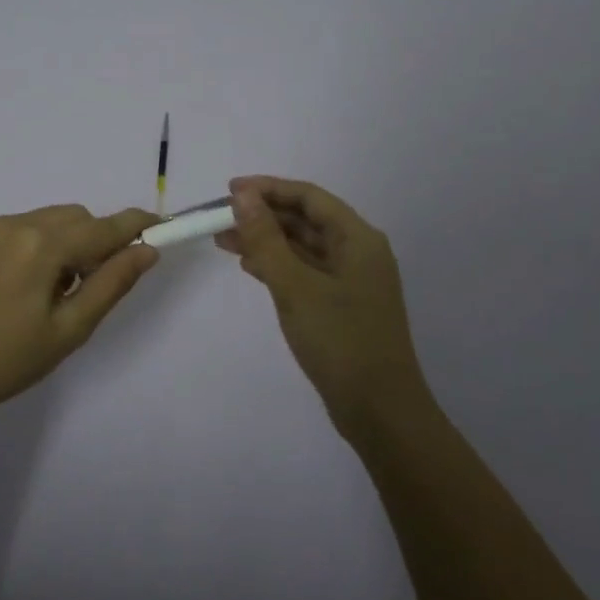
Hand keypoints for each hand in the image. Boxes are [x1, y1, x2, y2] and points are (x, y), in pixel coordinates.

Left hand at [0, 205, 159, 424]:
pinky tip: (26, 286)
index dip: (136, 225)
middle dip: (97, 240)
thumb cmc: (10, 360)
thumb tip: (147, 250)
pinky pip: (20, 229)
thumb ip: (112, 283)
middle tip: (96, 283)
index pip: (103, 227)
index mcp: (42, 245)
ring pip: (48, 220)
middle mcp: (16, 224)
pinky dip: (39, 244)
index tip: (162, 227)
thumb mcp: (70, 329)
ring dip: (67, 241)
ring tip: (57, 290)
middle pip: (77, 218)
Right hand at [217, 176, 432, 439]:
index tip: (229, 190)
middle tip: (220, 217)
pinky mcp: (341, 305)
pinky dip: (277, 265)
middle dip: (263, 215)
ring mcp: (350, 280)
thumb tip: (244, 198)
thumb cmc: (340, 341)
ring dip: (266, 240)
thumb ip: (267, 240)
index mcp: (358, 239)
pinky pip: (305, 271)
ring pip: (303, 247)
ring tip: (223, 240)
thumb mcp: (296, 287)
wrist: (379, 411)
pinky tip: (249, 266)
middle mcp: (358, 252)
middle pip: (306, 220)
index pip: (309, 197)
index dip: (268, 189)